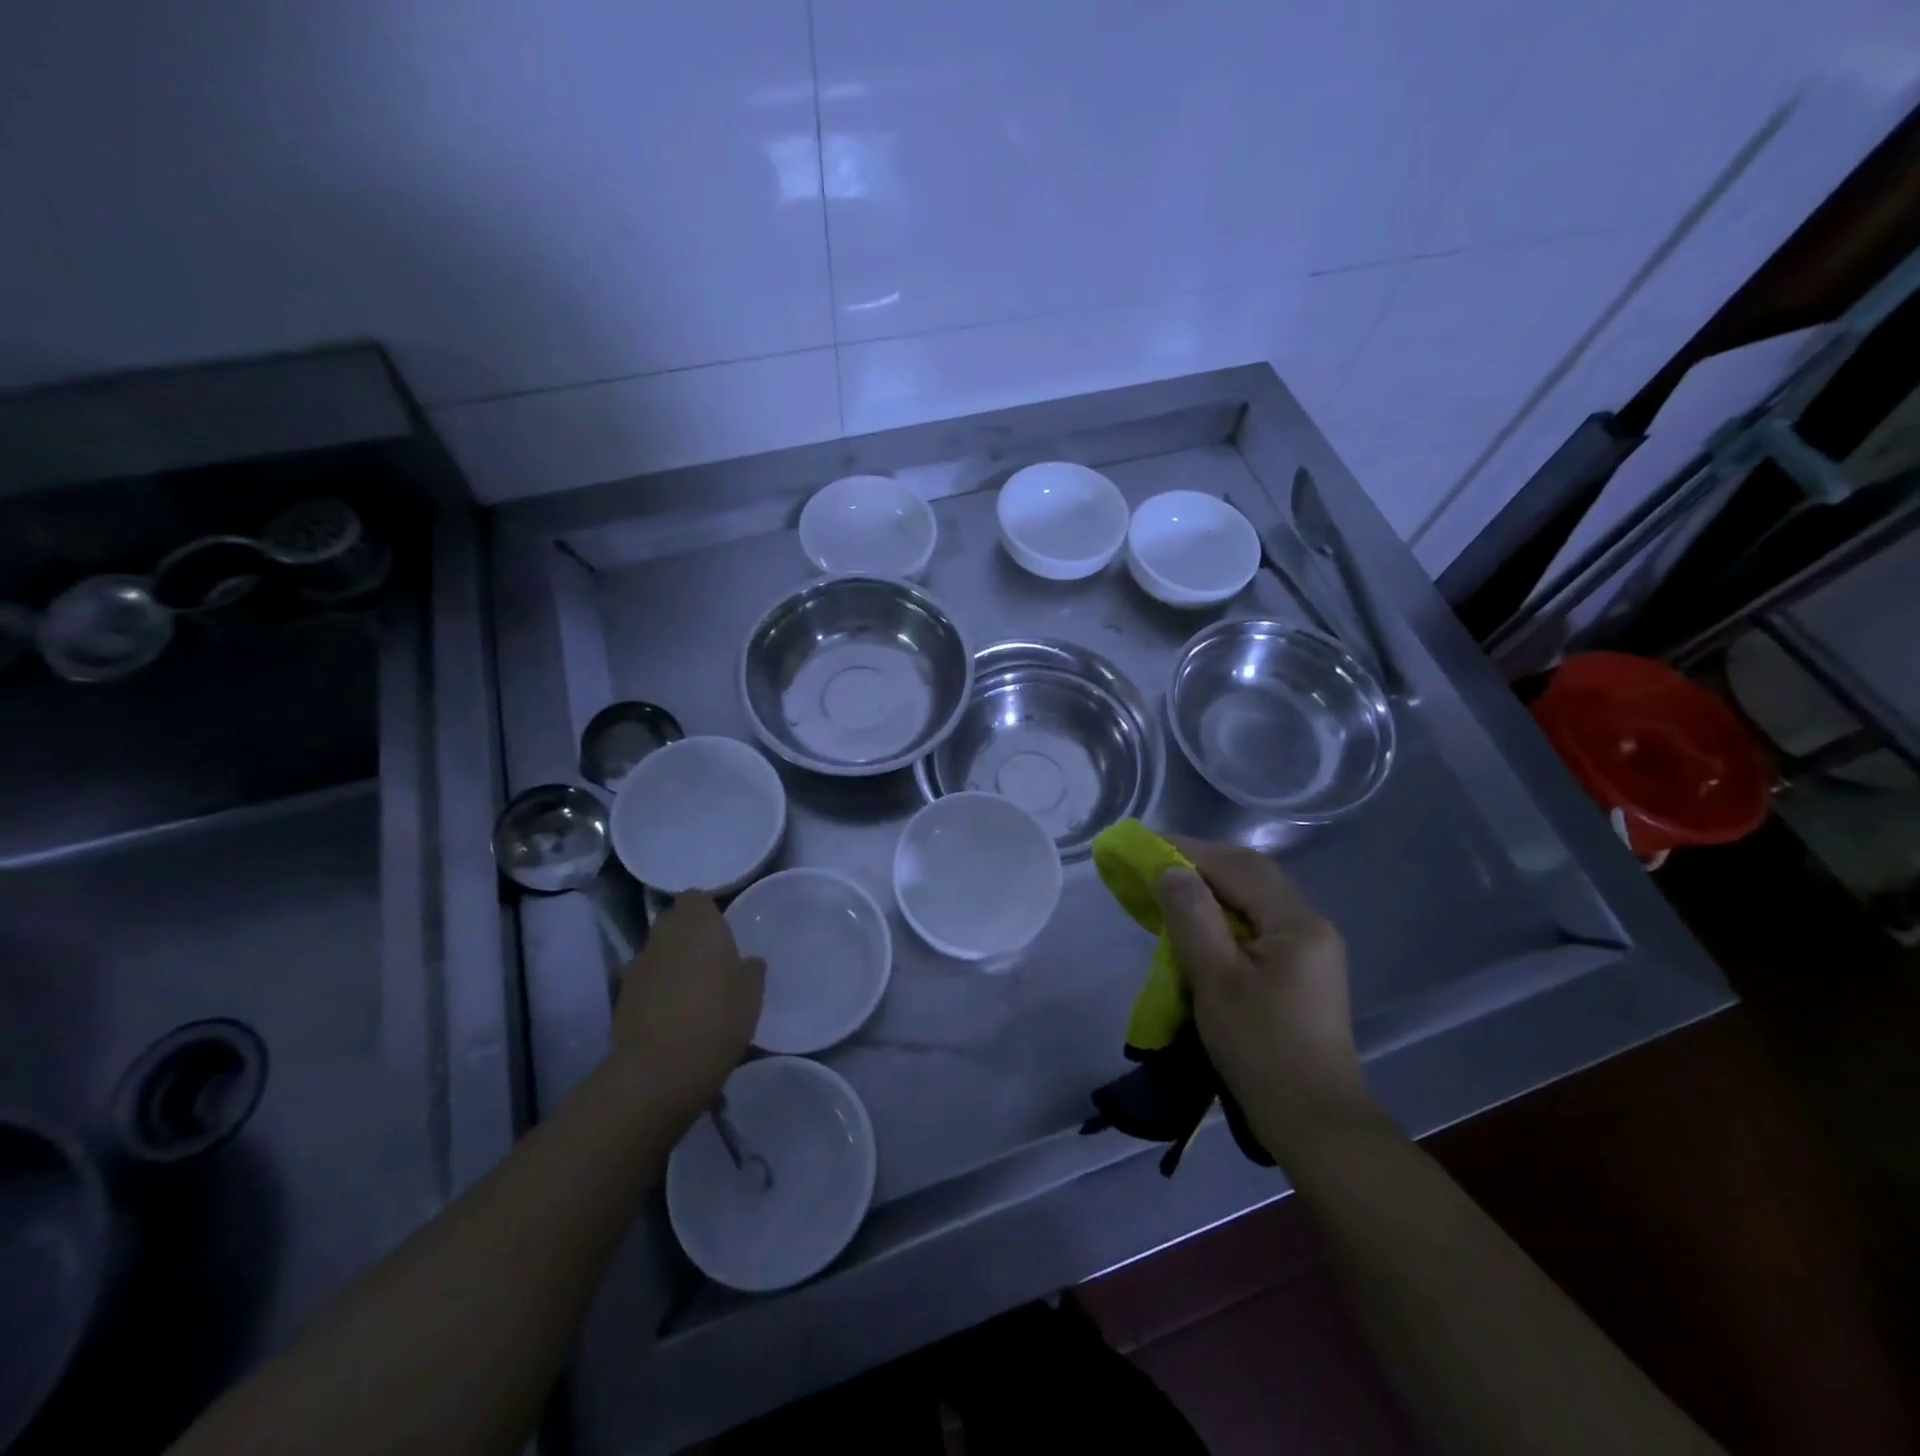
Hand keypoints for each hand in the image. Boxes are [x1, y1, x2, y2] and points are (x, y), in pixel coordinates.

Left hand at [610, 894, 763, 1115]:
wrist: (661, 1070)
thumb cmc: (718, 1017)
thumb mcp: (752, 992)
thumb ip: (750, 969)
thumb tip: (746, 962)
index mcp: (698, 924)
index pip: (695, 899)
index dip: (706, 912)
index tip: (721, 931)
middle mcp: (663, 936)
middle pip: (673, 923)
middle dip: (687, 937)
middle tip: (710, 961)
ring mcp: (637, 966)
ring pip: (657, 953)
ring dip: (670, 964)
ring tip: (691, 991)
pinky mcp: (620, 998)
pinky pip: (644, 983)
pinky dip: (656, 991)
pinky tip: (671, 1015)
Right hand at [1157, 837, 1380, 1152]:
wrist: (1315, 1124)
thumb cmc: (1261, 1050)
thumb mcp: (1216, 980)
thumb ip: (1192, 917)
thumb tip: (1170, 870)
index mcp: (1296, 922)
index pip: (1237, 866)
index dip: (1189, 851)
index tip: (1145, 846)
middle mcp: (1310, 925)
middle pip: (1251, 875)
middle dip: (1201, 864)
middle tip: (1154, 865)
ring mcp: (1311, 948)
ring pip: (1255, 898)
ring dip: (1213, 888)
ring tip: (1170, 890)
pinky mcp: (1303, 971)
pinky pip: (1259, 923)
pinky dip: (1226, 913)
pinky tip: (1201, 926)